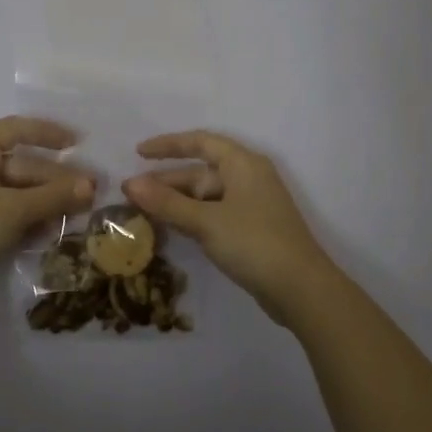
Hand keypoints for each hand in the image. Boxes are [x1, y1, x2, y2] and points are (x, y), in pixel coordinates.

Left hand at [0, 116, 94, 313]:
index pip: (18, 128)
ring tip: (73, 217)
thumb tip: (92, 185)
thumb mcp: (14, 210)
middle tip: (88, 195)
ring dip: (43, 202)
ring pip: (14, 190)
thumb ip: (55, 196)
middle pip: (21, 164)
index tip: (78, 143)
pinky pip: (3, 210)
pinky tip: (47, 233)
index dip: (49, 133)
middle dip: (54, 180)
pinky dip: (25, 217)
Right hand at [123, 131, 336, 323]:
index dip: (168, 145)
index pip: (200, 142)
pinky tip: (173, 229)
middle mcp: (249, 177)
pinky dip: (193, 218)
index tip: (138, 153)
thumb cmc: (254, 243)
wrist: (302, 289)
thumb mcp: (205, 221)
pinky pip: (216, 214)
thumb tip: (130, 184)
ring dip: (177, 202)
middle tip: (132, 194)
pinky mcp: (253, 229)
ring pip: (207, 196)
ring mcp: (253, 205)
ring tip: (144, 212)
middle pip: (201, 172)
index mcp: (242, 164)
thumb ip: (167, 203)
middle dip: (167, 182)